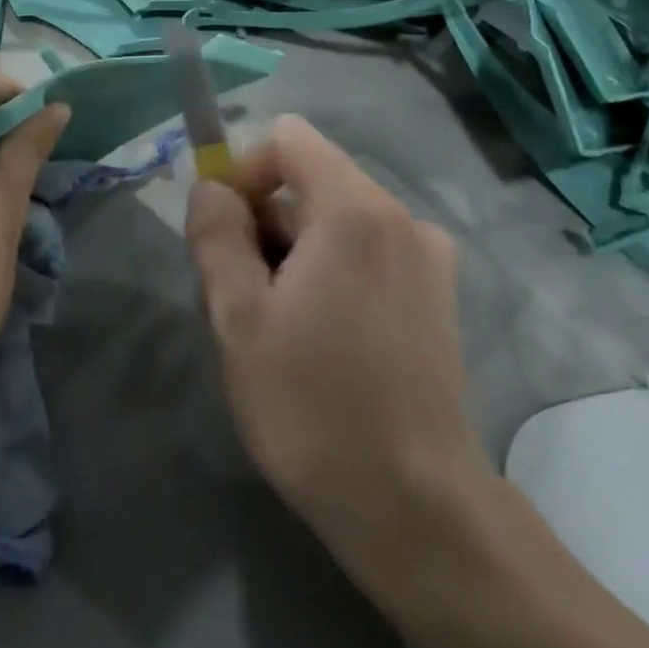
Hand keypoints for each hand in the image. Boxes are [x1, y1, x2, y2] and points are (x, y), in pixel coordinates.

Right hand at [184, 116, 491, 558]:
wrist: (414, 509)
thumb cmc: (313, 407)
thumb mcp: (237, 317)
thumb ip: (216, 233)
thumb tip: (210, 186)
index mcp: (356, 211)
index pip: (289, 138)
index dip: (245, 170)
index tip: (224, 231)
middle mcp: (402, 217)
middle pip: (310, 182)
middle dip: (265, 223)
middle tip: (243, 298)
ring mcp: (429, 257)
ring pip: (335, 221)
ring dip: (294, 254)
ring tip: (279, 330)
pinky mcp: (438, 294)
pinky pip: (366, 252)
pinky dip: (331, 273)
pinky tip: (321, 341)